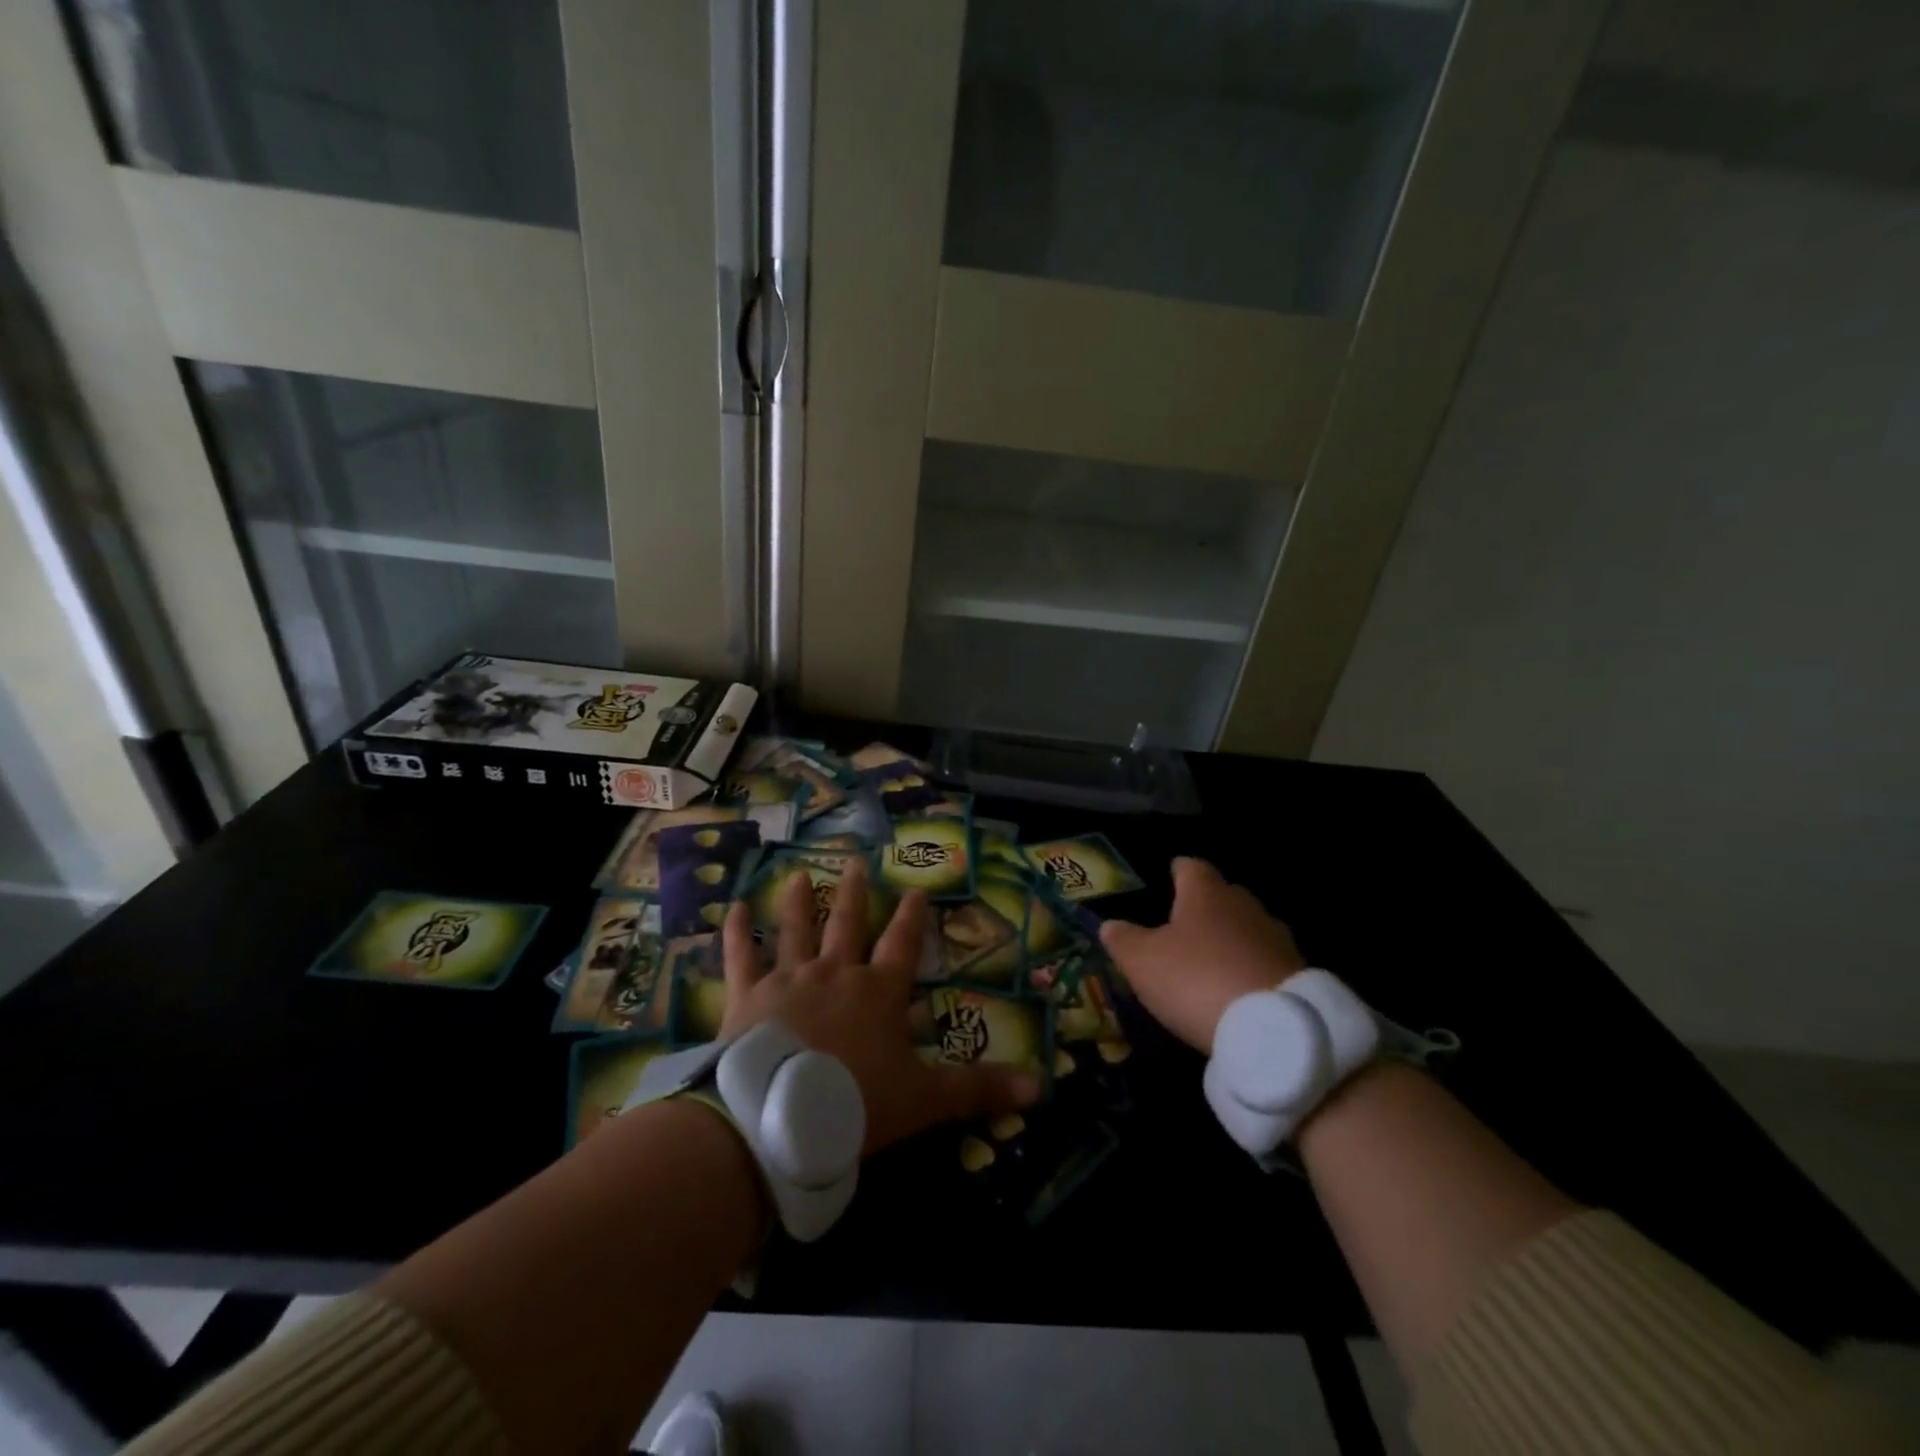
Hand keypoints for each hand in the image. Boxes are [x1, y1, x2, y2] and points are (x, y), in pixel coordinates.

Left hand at [718, 860, 1039, 1153]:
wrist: (780, 1118)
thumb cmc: (856, 1103)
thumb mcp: (926, 1100)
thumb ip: (979, 1089)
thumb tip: (1042, 1086)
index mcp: (878, 992)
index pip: (902, 945)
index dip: (912, 918)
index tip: (917, 889)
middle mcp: (835, 973)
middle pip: (847, 924)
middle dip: (854, 894)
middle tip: (855, 862)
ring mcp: (789, 980)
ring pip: (795, 930)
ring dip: (797, 902)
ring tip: (797, 875)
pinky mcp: (749, 996)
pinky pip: (741, 957)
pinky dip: (736, 933)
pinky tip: (731, 909)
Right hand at [1099, 857, 1305, 1053]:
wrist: (1273, 1029)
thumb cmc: (1196, 980)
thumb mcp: (1142, 962)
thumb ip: (1123, 940)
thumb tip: (1109, 925)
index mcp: (1205, 894)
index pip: (1191, 867)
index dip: (1179, 870)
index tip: (1172, 873)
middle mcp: (1244, 906)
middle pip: (1224, 894)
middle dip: (1207, 904)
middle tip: (1187, 921)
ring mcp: (1276, 938)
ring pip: (1249, 927)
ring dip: (1233, 938)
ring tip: (1214, 957)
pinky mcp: (1298, 973)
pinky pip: (1267, 960)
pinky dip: (1251, 967)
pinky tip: (1239, 987)